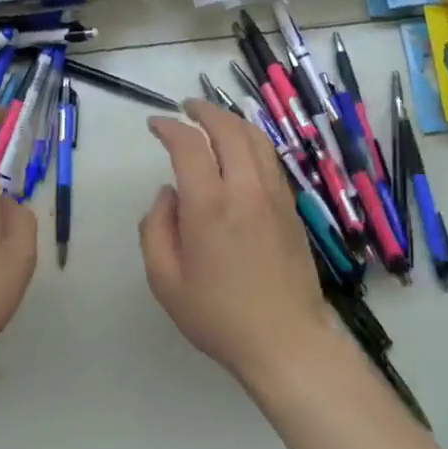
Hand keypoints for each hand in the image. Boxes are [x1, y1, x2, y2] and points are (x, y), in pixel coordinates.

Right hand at [140, 98, 328, 383]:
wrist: (284, 340)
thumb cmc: (217, 316)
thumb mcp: (165, 280)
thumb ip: (156, 229)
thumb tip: (167, 194)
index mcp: (209, 206)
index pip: (189, 145)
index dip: (169, 127)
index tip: (155, 125)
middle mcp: (245, 190)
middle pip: (229, 130)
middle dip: (205, 112)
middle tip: (186, 108)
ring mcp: (275, 197)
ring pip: (257, 140)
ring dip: (232, 122)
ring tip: (213, 121)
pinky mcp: (292, 209)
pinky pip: (271, 161)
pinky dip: (253, 143)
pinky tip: (242, 152)